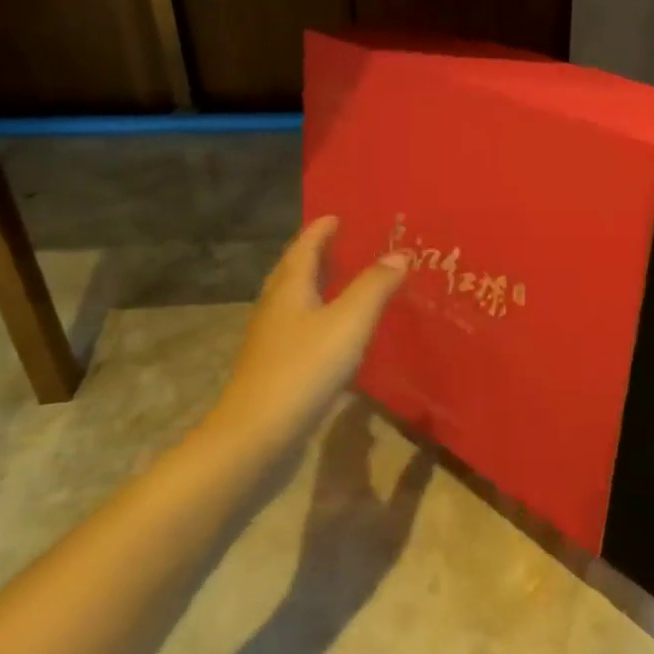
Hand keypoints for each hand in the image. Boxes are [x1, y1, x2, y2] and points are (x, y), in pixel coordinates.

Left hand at [205, 216, 408, 461]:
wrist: (255, 437)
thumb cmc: (303, 369)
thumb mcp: (348, 322)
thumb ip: (374, 287)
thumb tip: (399, 254)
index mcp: (289, 290)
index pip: (304, 249)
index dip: (320, 231)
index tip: (336, 216)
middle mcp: (275, 309)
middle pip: (293, 272)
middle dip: (315, 254)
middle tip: (340, 243)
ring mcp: (271, 342)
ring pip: (293, 302)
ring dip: (315, 286)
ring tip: (341, 281)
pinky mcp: (274, 370)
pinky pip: (298, 329)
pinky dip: (317, 317)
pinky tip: (334, 334)